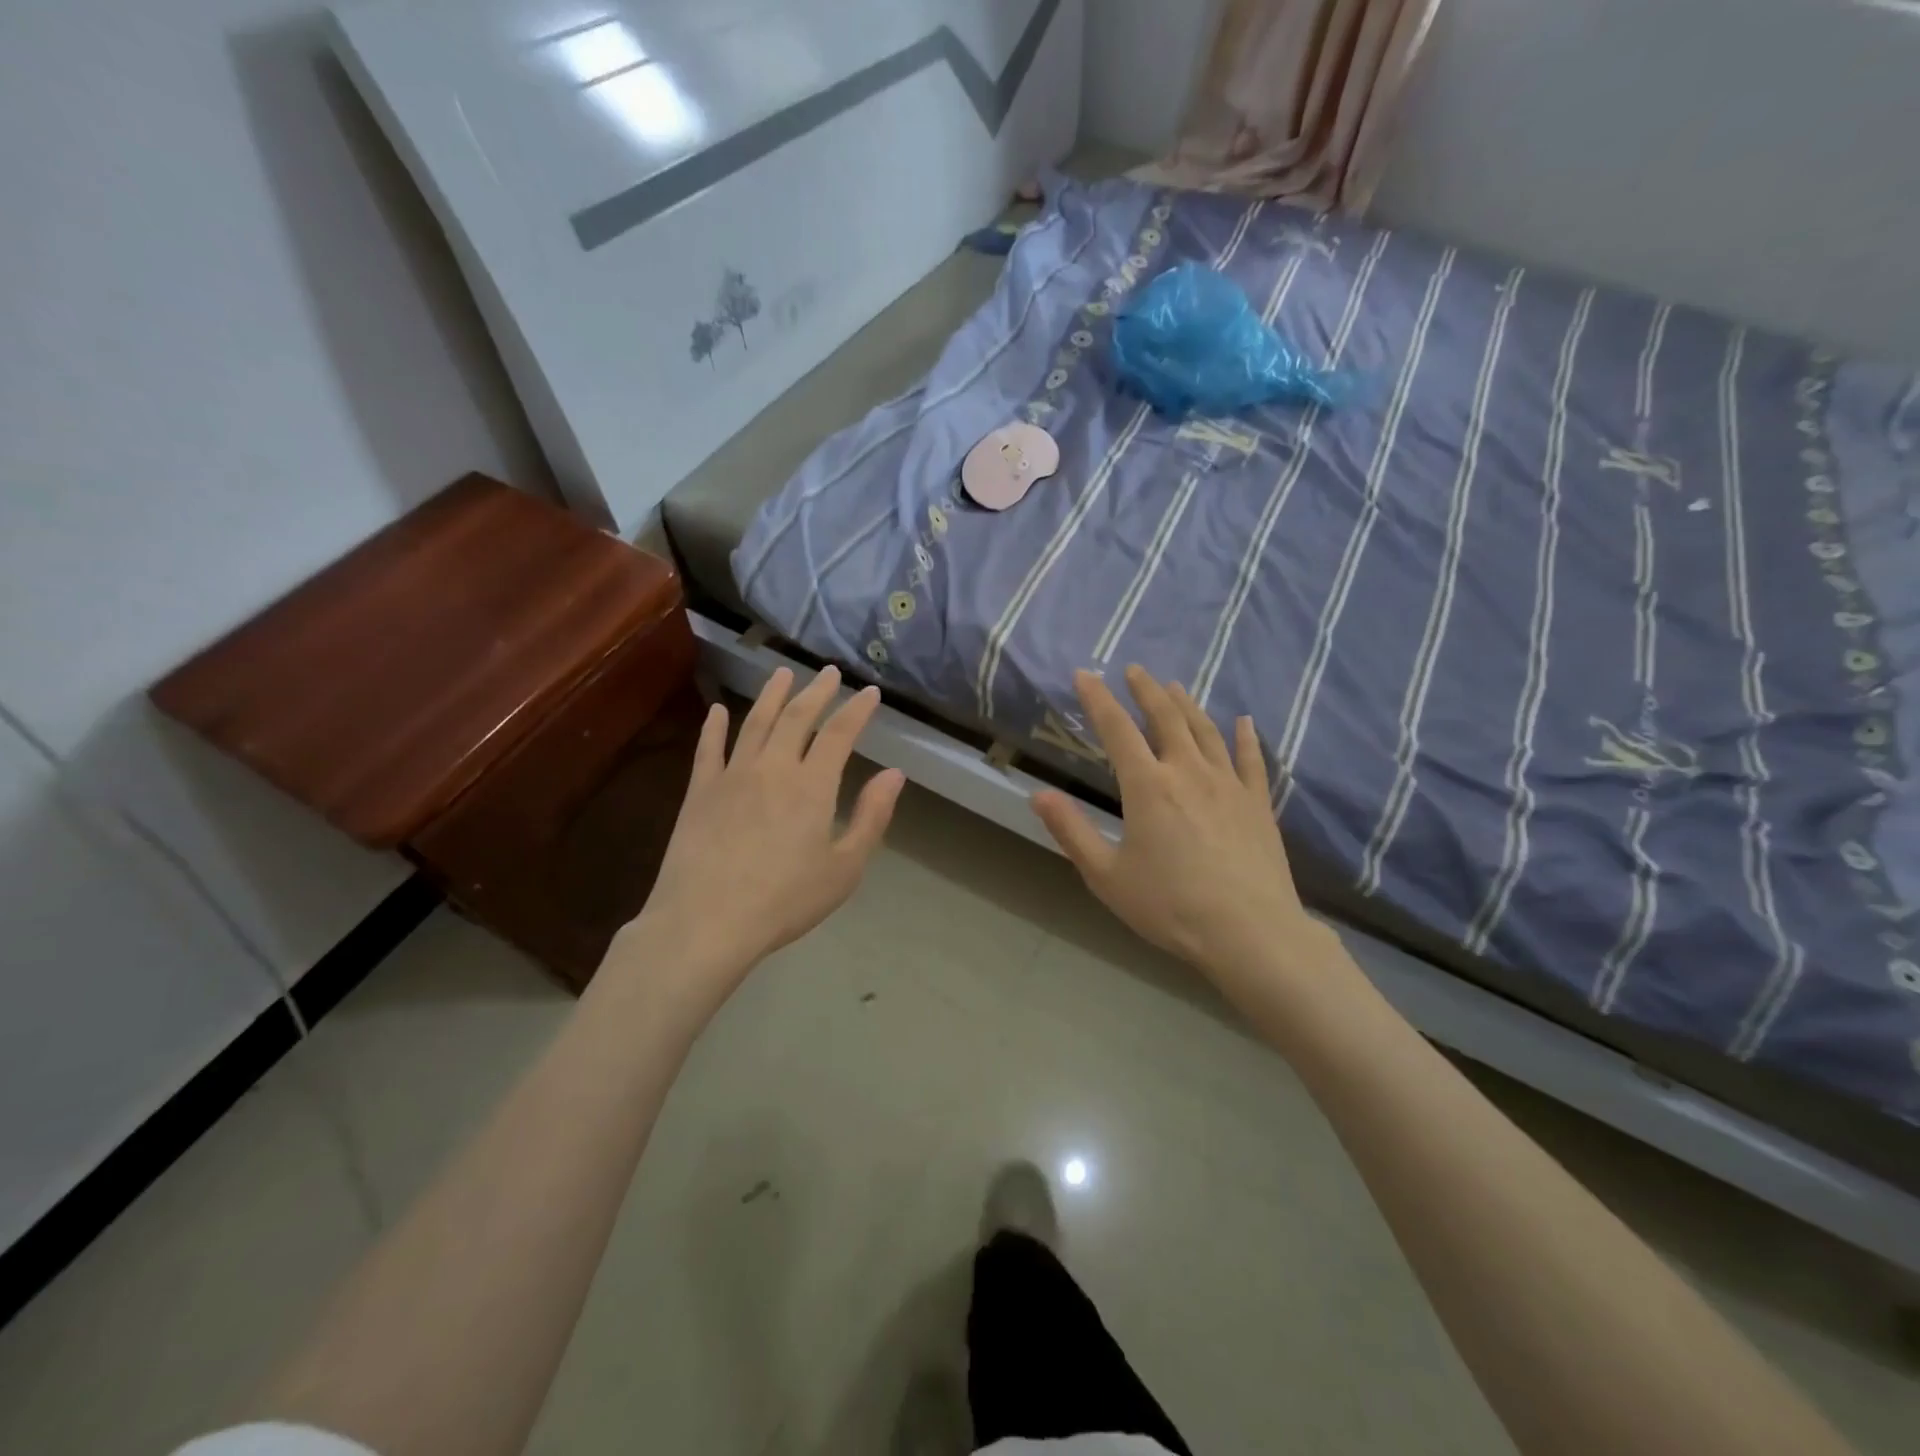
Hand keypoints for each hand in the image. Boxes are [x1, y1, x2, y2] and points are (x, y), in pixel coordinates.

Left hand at [623, 666, 904, 992]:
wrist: (707, 921)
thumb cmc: (785, 900)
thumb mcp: (845, 868)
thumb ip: (871, 817)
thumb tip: (894, 774)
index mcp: (812, 785)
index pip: (839, 734)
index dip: (857, 710)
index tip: (870, 693)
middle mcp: (773, 767)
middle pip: (797, 717)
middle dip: (817, 691)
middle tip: (829, 673)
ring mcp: (732, 775)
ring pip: (755, 722)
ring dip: (771, 695)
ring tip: (782, 673)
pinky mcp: (700, 791)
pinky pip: (708, 748)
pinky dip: (714, 726)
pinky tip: (716, 711)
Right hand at [1031, 667, 1331, 988]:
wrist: (1249, 932)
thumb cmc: (1170, 906)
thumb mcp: (1106, 875)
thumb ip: (1071, 831)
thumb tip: (1037, 794)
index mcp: (1147, 786)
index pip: (1117, 729)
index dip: (1098, 699)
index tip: (1085, 675)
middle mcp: (1187, 772)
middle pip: (1165, 717)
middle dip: (1146, 690)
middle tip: (1135, 669)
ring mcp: (1228, 784)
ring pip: (1206, 730)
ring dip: (1187, 705)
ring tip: (1174, 687)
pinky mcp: (1258, 803)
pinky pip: (1251, 759)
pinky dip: (1245, 736)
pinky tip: (1244, 722)